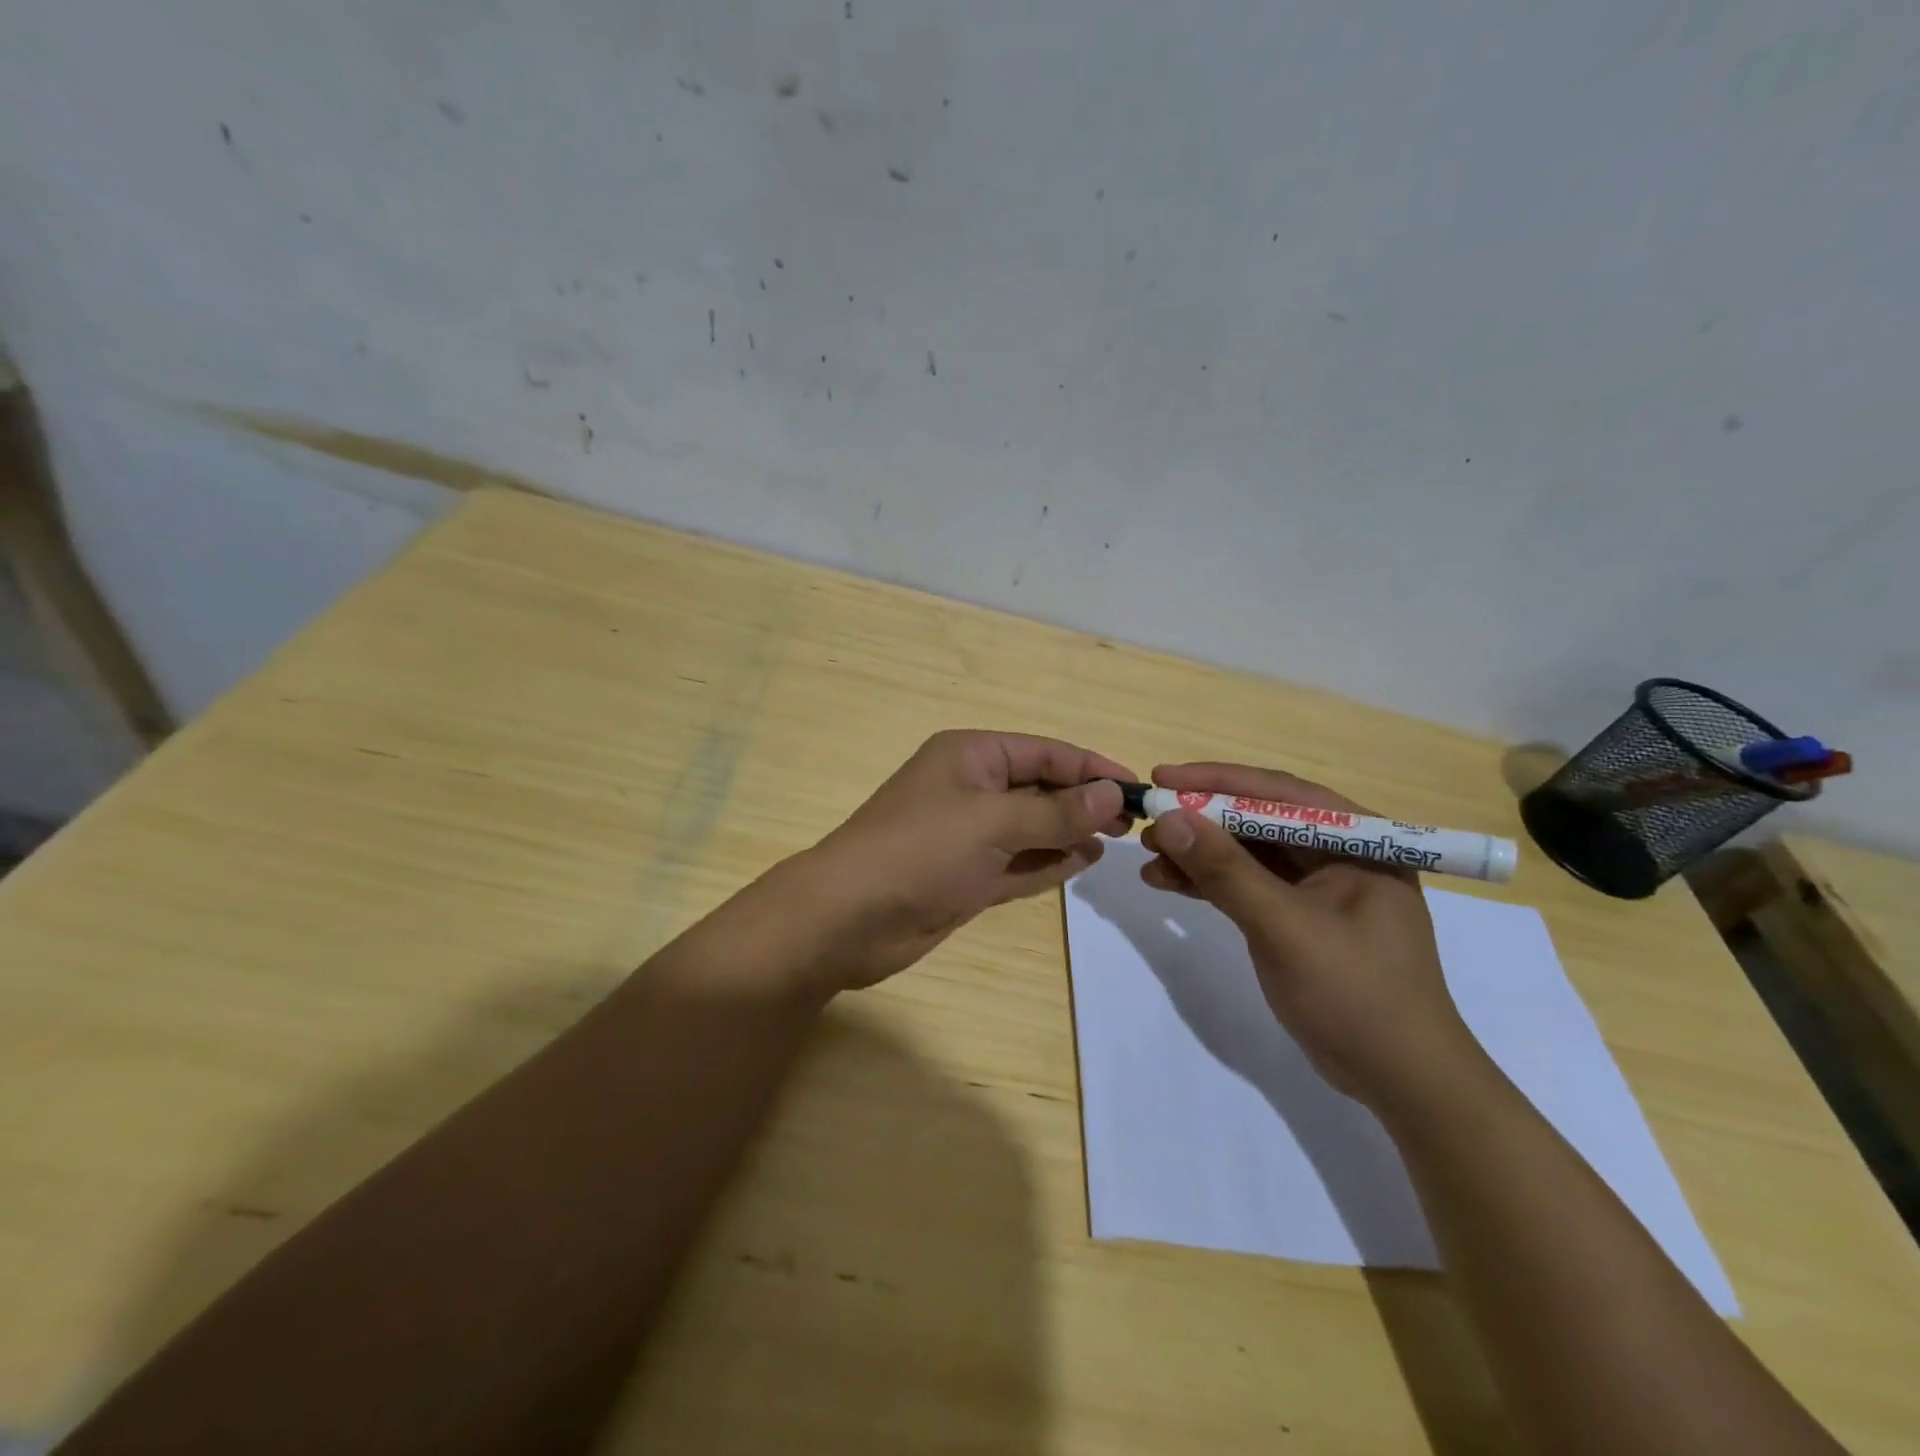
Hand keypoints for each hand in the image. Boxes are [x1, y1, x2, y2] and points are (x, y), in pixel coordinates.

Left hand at [795, 730, 1135, 989]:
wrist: (848, 919)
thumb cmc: (920, 851)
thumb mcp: (993, 822)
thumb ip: (1055, 811)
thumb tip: (1112, 793)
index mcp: (971, 756)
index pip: (1044, 752)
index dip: (1091, 767)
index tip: (1137, 788)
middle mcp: (971, 789)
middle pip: (1040, 788)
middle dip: (1083, 801)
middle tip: (1132, 823)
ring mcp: (969, 836)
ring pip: (1032, 827)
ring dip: (1070, 832)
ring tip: (1115, 841)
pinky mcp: (967, 877)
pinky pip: (1019, 863)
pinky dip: (1048, 862)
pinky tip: (1083, 862)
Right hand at [1139, 762, 1481, 1108]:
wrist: (1400, 1081)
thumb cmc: (1355, 995)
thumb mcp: (1284, 927)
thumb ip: (1226, 871)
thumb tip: (1168, 819)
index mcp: (1360, 840)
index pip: (1279, 793)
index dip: (1216, 781)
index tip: (1162, 778)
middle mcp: (1341, 853)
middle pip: (1260, 820)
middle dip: (1202, 820)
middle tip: (1148, 821)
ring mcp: (1321, 888)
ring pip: (1249, 854)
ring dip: (1199, 853)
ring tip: (1148, 856)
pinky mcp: (1302, 918)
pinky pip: (1249, 886)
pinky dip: (1210, 883)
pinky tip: (1169, 882)